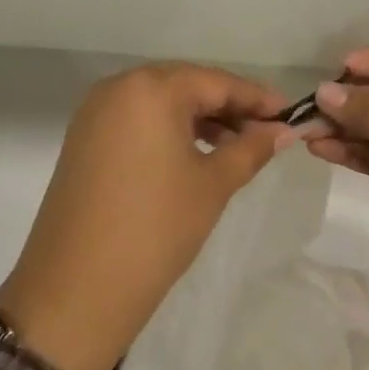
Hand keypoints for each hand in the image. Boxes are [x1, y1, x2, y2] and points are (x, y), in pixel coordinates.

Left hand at [0, 63, 294, 369]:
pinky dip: (167, 131)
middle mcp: (117, 87)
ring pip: (159, 103)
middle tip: (266, 132)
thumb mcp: (213, 185)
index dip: (256, 98)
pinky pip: (136, 121)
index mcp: (150, 88)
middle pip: (185, 86)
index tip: (290, 114)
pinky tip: (193, 154)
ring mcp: (94, 113)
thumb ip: (251, 148)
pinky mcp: (83, 139)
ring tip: (235, 147)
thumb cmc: (156, 228)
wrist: (78, 287)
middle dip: (227, 107)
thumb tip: (284, 130)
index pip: (216, 82)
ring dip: (198, 119)